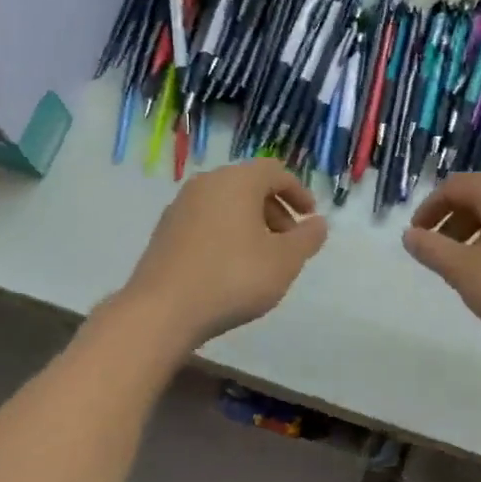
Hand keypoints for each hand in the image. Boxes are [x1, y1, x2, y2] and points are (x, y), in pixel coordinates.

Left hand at [119, 159, 327, 349]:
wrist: (162, 310)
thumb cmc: (233, 278)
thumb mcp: (284, 261)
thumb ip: (307, 239)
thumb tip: (318, 223)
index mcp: (236, 181)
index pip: (275, 171)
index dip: (298, 192)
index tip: (310, 218)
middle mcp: (205, 184)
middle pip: (249, 186)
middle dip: (275, 210)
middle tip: (290, 242)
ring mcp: (180, 207)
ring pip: (226, 204)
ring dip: (251, 223)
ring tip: (263, 258)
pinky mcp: (165, 232)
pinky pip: (206, 221)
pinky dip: (226, 233)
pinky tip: (231, 267)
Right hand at [404, 171, 480, 364]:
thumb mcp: (463, 271)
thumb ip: (432, 249)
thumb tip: (410, 236)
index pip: (453, 187)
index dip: (429, 210)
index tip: (416, 236)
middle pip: (479, 195)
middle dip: (453, 220)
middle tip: (437, 251)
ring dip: (477, 230)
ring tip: (464, 264)